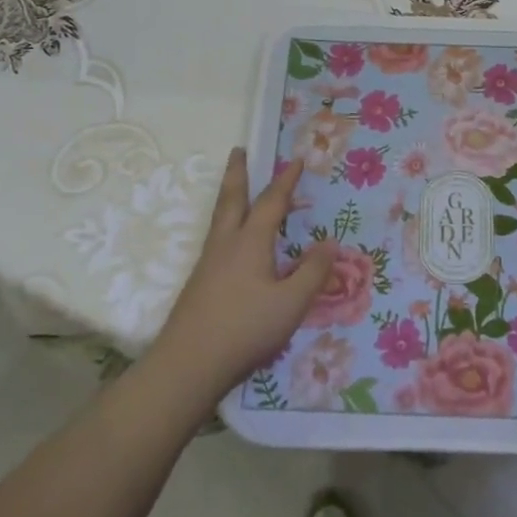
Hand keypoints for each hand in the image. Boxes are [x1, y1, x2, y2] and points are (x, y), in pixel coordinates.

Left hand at [150, 150, 336, 406]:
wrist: (187, 366)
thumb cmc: (245, 329)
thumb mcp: (291, 303)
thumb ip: (313, 272)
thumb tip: (329, 243)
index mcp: (250, 242)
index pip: (271, 202)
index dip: (286, 181)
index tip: (296, 160)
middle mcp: (226, 244)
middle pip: (231, 199)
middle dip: (238, 173)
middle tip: (238, 150)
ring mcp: (208, 264)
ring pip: (220, 218)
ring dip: (229, 196)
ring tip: (235, 188)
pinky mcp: (199, 284)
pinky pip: (217, 239)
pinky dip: (227, 224)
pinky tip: (233, 244)